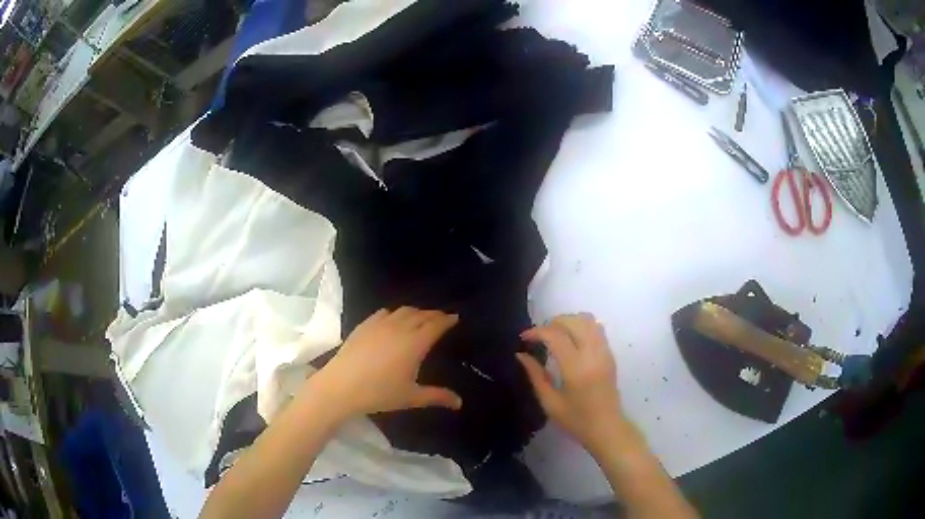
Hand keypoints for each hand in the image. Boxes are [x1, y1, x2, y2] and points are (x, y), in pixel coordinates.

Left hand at [312, 307, 462, 416]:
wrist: (341, 386)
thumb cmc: (379, 393)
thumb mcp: (411, 397)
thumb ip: (437, 396)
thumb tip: (459, 402)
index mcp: (415, 343)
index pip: (436, 325)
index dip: (447, 320)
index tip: (455, 317)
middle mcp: (400, 328)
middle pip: (421, 314)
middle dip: (434, 314)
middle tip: (441, 318)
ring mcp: (380, 324)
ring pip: (403, 310)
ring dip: (416, 312)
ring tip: (420, 318)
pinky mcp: (364, 325)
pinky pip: (384, 312)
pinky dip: (395, 313)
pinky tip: (393, 319)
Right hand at [517, 313, 626, 451]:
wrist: (607, 428)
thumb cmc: (576, 420)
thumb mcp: (550, 402)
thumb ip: (535, 375)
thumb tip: (521, 354)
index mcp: (576, 368)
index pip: (555, 335)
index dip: (537, 332)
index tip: (523, 338)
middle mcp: (592, 354)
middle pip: (573, 321)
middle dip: (552, 323)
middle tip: (538, 336)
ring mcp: (604, 352)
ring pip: (587, 320)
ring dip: (568, 321)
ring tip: (554, 334)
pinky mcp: (610, 354)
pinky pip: (596, 329)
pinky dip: (581, 326)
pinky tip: (571, 340)